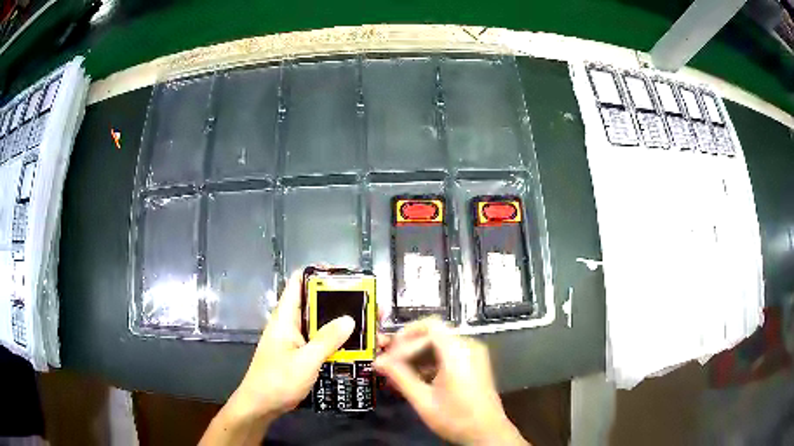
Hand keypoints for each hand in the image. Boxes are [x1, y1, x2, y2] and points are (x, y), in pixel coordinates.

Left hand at [229, 271, 354, 420]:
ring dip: (342, 323)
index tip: (346, 276)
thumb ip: (327, 340)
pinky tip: (356, 346)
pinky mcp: (301, 354)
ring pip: (321, 324)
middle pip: (316, 303)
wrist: (261, 405)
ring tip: (369, 324)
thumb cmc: (278, 380)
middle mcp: (290, 323)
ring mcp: (296, 339)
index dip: (319, 273)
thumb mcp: (305, 361)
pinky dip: (337, 341)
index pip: (299, 281)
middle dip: (341, 301)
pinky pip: (321, 341)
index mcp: (285, 317)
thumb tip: (349, 318)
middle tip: (369, 304)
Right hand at [375, 318, 527, 445]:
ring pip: (439, 342)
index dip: (404, 337)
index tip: (387, 357)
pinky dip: (430, 360)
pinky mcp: (474, 362)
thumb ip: (400, 377)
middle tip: (389, 362)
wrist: (487, 433)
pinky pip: (448, 352)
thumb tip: (379, 362)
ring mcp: (474, 353)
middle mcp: (469, 346)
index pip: (428, 327)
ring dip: (417, 354)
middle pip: (433, 333)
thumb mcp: (424, 400)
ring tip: (399, 372)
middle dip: (408, 346)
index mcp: (458, 352)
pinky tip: (416, 377)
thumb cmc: (456, 418)